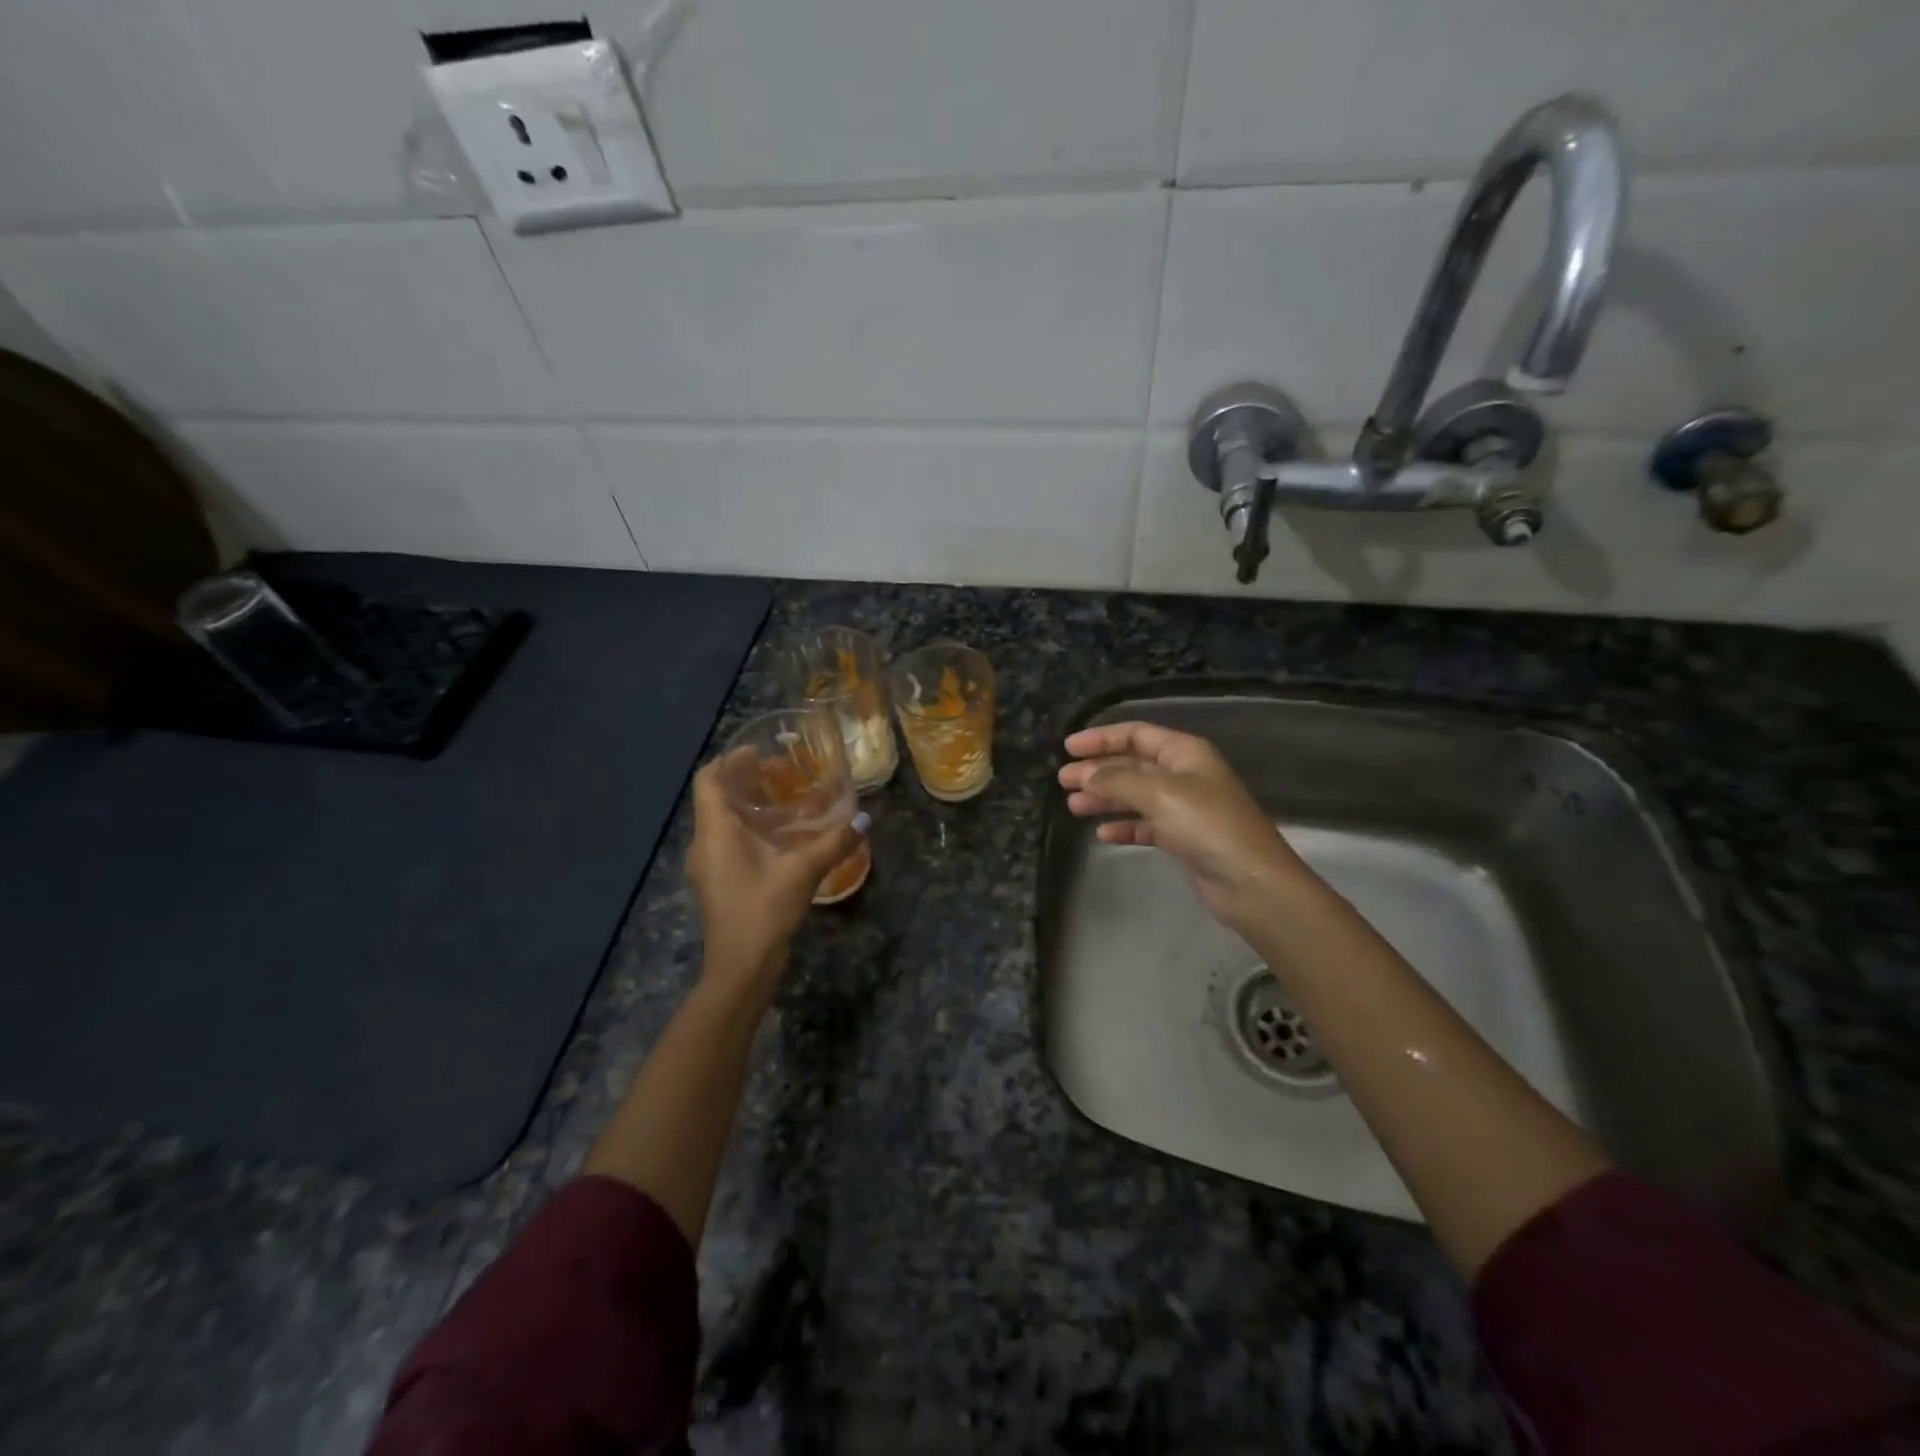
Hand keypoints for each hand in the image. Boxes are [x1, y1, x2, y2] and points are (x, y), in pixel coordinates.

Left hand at [687, 757, 865, 995]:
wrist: (740, 969)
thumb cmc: (762, 912)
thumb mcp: (802, 872)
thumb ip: (833, 843)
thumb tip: (864, 819)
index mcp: (714, 832)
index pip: (708, 779)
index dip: (730, 760)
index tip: (760, 751)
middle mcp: (705, 842)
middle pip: (717, 797)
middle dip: (746, 779)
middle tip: (783, 770)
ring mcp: (709, 864)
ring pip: (723, 819)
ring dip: (749, 804)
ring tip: (786, 796)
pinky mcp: (719, 881)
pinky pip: (729, 840)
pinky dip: (751, 827)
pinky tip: (781, 835)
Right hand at [1058, 721, 1305, 932]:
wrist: (1251, 883)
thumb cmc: (1207, 826)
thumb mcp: (1159, 794)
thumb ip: (1117, 779)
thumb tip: (1085, 773)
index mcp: (1185, 753)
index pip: (1137, 734)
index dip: (1101, 738)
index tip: (1068, 749)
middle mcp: (1185, 775)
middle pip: (1133, 764)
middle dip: (1098, 770)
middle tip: (1063, 781)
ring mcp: (1185, 808)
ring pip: (1136, 795)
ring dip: (1105, 798)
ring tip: (1073, 806)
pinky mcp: (1183, 839)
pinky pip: (1145, 825)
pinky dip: (1124, 827)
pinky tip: (1102, 835)